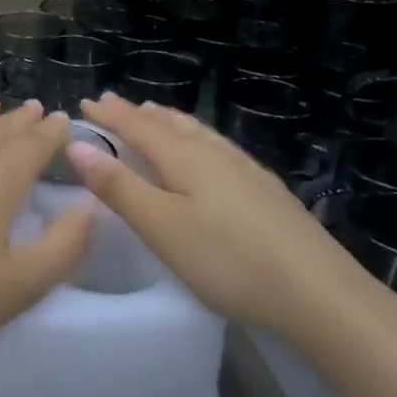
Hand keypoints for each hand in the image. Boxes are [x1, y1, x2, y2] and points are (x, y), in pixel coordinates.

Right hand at [66, 93, 369, 332]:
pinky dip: (196, 138)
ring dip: (169, 121)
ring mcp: (246, 171)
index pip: (138, 127)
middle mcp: (215, 154)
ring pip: (198, 133)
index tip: (85, 103)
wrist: (320, 293)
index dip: (110, 115)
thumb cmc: (228, 260)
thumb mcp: (160, 226)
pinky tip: (207, 153)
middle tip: (112, 103)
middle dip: (136, 113)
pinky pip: (218, 148)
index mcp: (185, 158)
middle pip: (170, 124)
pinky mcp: (267, 191)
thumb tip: (76, 145)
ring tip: (154, 114)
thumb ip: (118, 186)